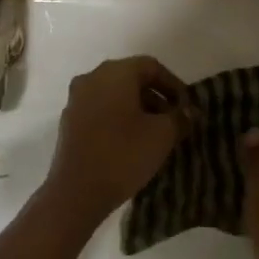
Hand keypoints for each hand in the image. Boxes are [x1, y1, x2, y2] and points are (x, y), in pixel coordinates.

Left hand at [43, 56, 192, 227]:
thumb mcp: (162, 136)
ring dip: (137, 108)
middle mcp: (93, 77)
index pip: (151, 66)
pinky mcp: (69, 120)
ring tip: (155, 133)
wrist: (76, 192)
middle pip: (131, 78)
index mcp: (115, 72)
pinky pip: (100, 109)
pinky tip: (131, 142)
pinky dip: (118, 118)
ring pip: (114, 94)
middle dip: (156, 97)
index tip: (187, 107)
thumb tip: (189, 112)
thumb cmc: (123, 155)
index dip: (173, 84)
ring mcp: (77, 98)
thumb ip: (179, 118)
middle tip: (174, 120)